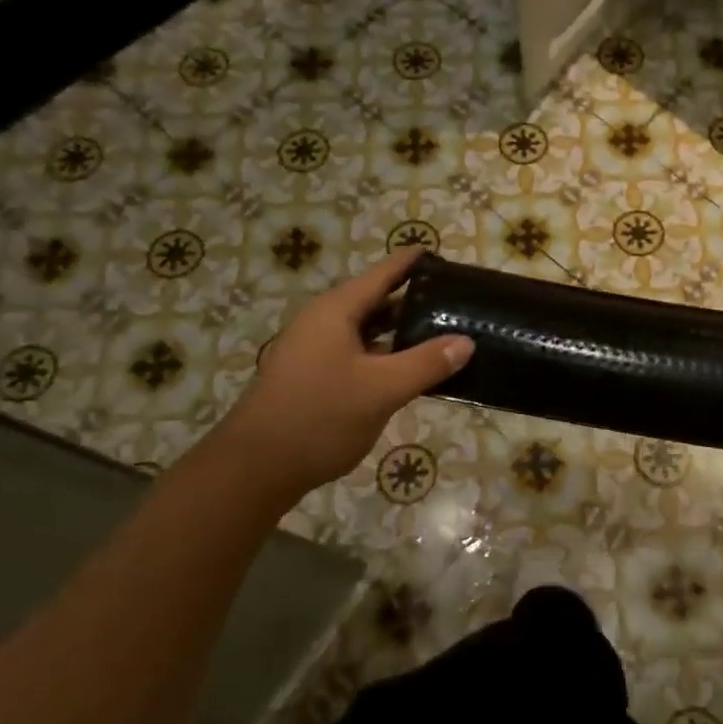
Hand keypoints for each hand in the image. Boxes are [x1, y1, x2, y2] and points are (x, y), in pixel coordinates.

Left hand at [214, 248, 472, 507]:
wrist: (256, 468)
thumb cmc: (320, 417)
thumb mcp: (382, 389)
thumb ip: (426, 363)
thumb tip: (466, 341)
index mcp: (335, 312)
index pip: (382, 274)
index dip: (411, 262)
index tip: (442, 255)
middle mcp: (322, 323)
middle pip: (374, 300)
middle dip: (412, 299)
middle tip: (453, 300)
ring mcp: (314, 351)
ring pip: (365, 330)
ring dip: (399, 331)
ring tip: (440, 332)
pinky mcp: (312, 377)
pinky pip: (356, 353)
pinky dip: (384, 354)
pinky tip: (408, 370)